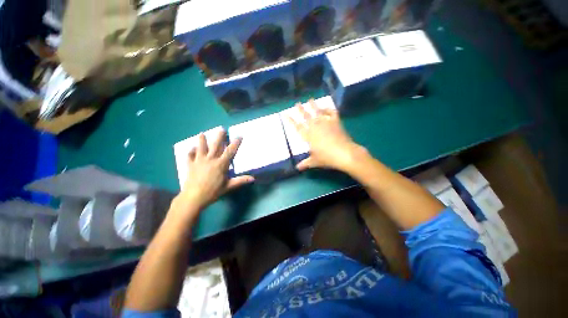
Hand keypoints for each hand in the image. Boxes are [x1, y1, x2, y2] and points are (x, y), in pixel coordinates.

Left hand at [172, 130, 253, 220]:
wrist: (195, 195)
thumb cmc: (212, 192)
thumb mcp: (227, 187)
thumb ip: (239, 181)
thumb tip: (252, 178)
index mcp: (220, 164)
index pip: (230, 151)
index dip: (235, 143)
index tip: (239, 136)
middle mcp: (210, 159)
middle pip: (215, 144)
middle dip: (219, 136)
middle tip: (221, 129)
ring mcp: (199, 160)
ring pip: (201, 146)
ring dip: (202, 140)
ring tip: (202, 134)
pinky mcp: (191, 164)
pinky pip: (190, 155)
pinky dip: (191, 151)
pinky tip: (192, 149)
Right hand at [288, 99, 366, 171]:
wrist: (344, 153)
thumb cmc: (327, 158)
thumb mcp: (315, 161)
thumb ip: (306, 163)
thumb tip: (297, 168)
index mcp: (308, 136)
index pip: (297, 126)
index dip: (290, 120)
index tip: (285, 114)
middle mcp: (315, 126)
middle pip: (306, 116)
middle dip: (301, 109)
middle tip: (297, 103)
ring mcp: (325, 122)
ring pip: (317, 111)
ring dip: (313, 105)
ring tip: (310, 99)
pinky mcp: (335, 121)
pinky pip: (331, 112)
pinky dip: (328, 109)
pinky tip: (326, 107)